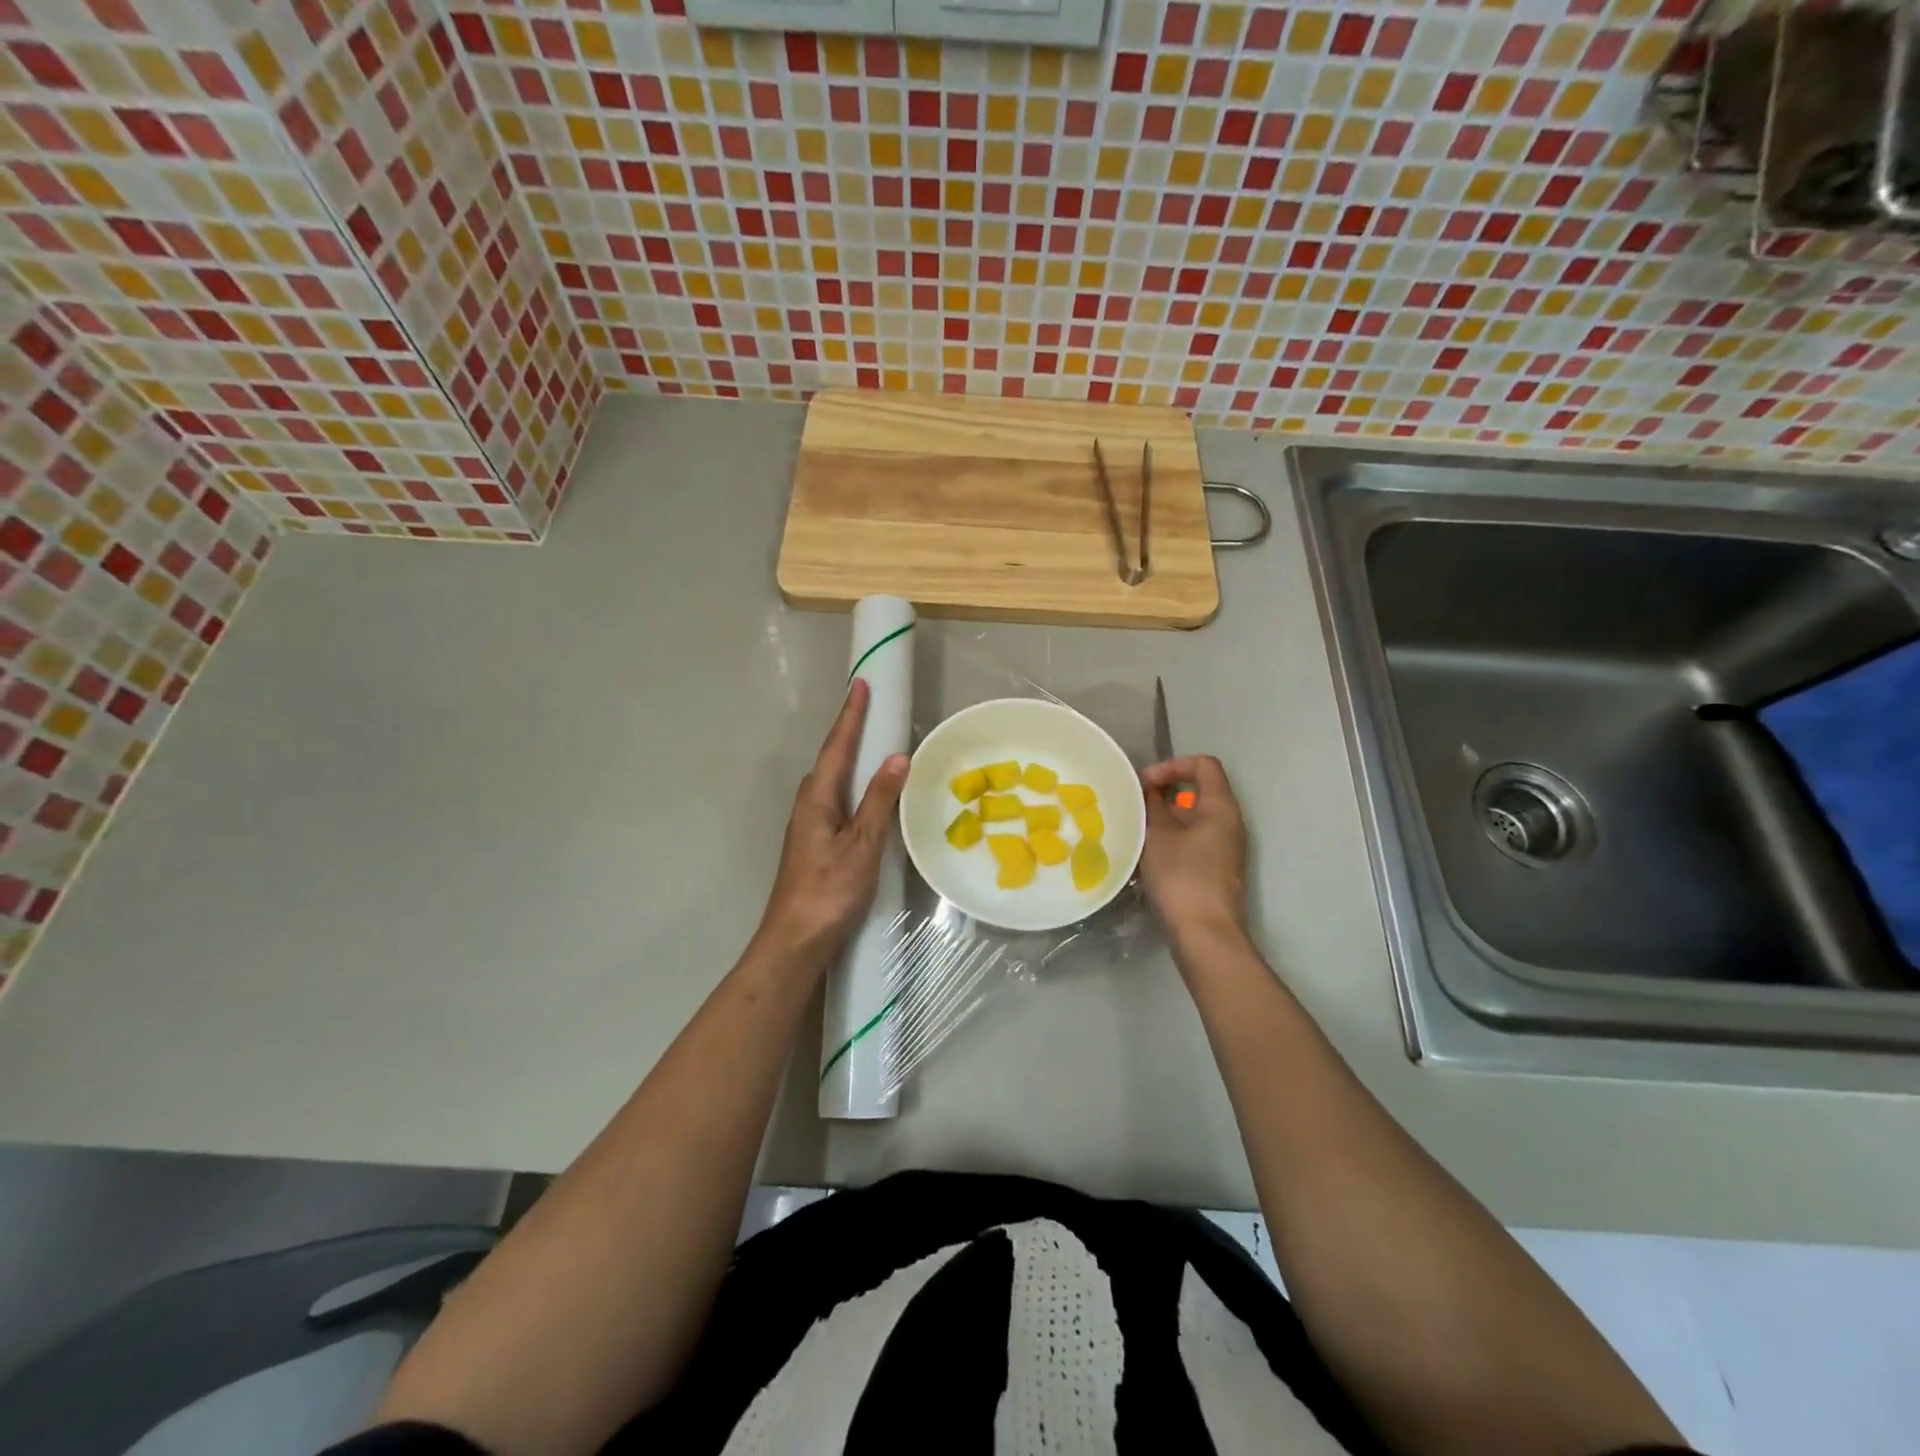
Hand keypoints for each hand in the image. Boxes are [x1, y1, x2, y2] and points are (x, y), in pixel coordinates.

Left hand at [758, 678, 908, 959]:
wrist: (795, 941)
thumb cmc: (829, 891)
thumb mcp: (861, 845)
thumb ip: (879, 801)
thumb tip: (897, 757)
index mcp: (817, 799)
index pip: (837, 747)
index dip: (851, 716)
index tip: (861, 684)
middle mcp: (809, 806)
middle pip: (831, 759)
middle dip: (849, 731)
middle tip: (869, 708)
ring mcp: (809, 826)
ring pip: (832, 781)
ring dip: (849, 757)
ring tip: (871, 742)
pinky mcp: (816, 844)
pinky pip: (837, 800)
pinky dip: (852, 784)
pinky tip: (865, 795)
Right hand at [1139, 755, 1247, 946]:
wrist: (1205, 934)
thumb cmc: (1182, 878)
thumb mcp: (1158, 836)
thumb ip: (1152, 806)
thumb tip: (1149, 792)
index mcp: (1221, 807)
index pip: (1203, 765)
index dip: (1172, 766)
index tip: (1144, 784)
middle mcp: (1228, 822)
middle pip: (1198, 791)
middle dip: (1163, 793)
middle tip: (1134, 806)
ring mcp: (1224, 848)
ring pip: (1192, 818)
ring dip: (1163, 819)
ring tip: (1134, 830)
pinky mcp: (1215, 869)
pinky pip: (1192, 840)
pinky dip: (1170, 839)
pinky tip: (1146, 855)